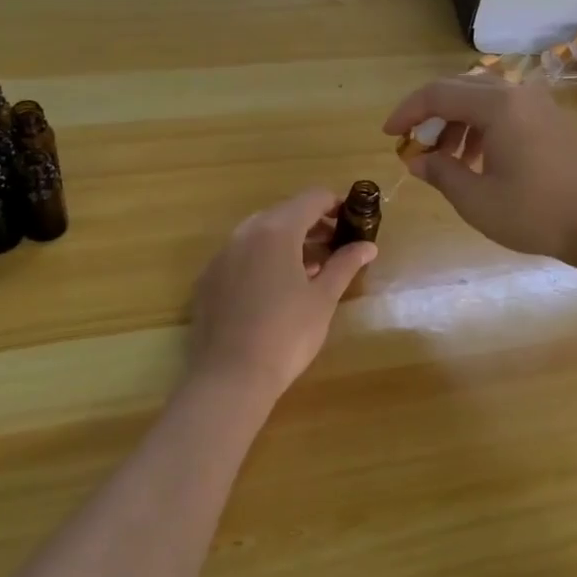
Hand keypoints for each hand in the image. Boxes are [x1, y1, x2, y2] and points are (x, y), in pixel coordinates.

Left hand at [185, 189, 375, 402]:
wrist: (229, 377)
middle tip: (337, 246)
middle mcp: (245, 233)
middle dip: (313, 224)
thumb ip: (345, 264)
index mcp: (276, 230)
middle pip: (284, 213)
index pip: (311, 198)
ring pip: (261, 233)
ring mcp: (222, 255)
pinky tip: (277, 287)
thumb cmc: (286, 334)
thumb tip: (368, 245)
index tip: (353, 220)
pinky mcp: (208, 278)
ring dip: (288, 241)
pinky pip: (241, 255)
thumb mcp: (323, 299)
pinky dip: (263, 258)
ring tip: (312, 268)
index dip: (335, 204)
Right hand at [383, 76, 576, 265]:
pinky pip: (507, 111)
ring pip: (485, 100)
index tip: (389, 135)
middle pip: (461, 89)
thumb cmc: (537, 212)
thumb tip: (417, 160)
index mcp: (497, 105)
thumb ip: (441, 173)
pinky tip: (480, 161)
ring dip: (458, 123)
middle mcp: (518, 94)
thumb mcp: (477, 200)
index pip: (437, 94)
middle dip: (432, 115)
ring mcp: (540, 105)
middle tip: (416, 146)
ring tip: (447, 160)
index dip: (408, 112)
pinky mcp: (553, 121)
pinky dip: (483, 128)